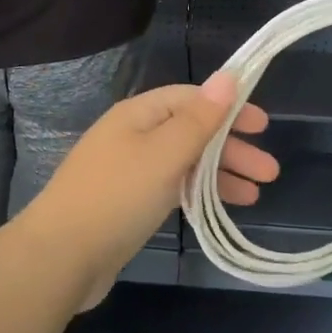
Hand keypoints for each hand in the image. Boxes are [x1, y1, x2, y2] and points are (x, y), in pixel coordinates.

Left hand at [20, 73, 276, 308]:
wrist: (61, 256)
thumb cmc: (117, 196)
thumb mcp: (164, 154)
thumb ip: (199, 119)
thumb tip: (228, 76)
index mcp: (138, 115)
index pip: (190, 98)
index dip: (228, 108)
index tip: (263, 126)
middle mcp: (132, 136)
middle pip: (190, 131)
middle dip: (230, 147)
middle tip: (269, 172)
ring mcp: (128, 171)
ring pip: (183, 162)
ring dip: (219, 173)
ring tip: (256, 195)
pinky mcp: (127, 203)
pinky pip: (171, 187)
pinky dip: (198, 193)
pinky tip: (220, 208)